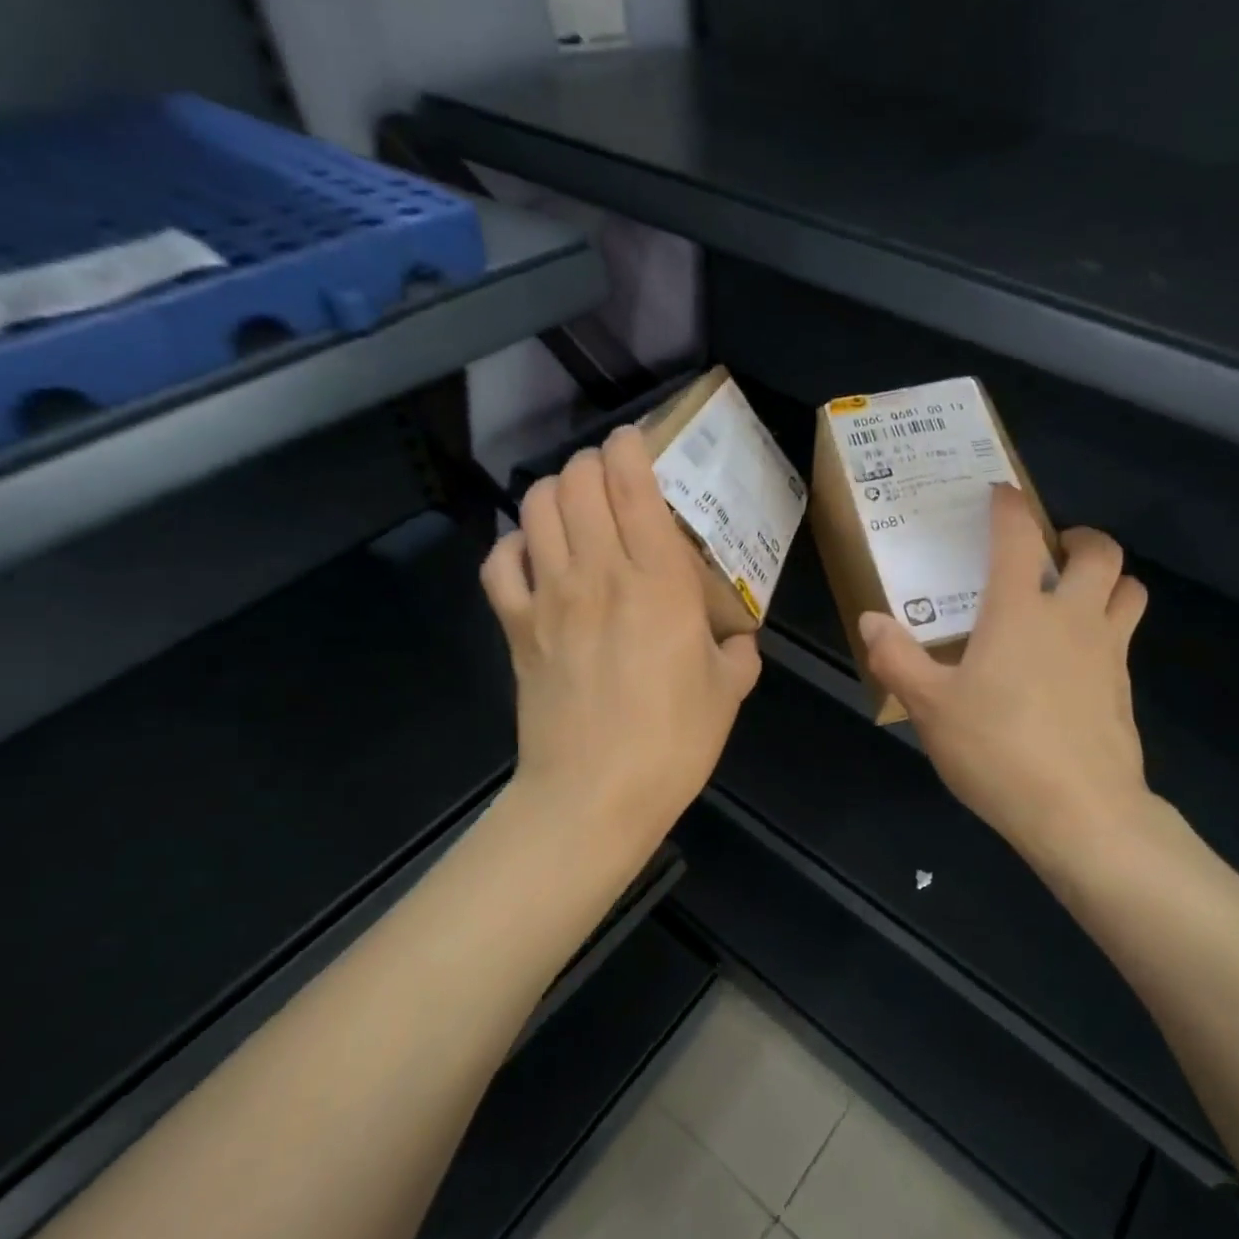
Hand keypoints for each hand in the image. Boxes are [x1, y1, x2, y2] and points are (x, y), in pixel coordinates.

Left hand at [481, 426, 761, 858]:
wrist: (595, 794)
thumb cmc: (673, 741)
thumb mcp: (727, 693)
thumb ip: (738, 653)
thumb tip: (739, 640)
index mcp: (659, 582)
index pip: (632, 484)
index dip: (629, 448)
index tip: (637, 444)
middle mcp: (599, 573)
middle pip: (576, 481)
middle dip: (591, 464)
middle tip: (610, 480)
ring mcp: (549, 597)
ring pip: (534, 507)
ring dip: (553, 492)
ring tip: (573, 507)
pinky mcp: (516, 627)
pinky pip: (499, 562)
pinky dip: (514, 545)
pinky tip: (534, 556)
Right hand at [859, 485, 1152, 876]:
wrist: (1080, 812)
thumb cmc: (998, 749)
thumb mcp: (930, 707)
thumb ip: (897, 658)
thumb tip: (871, 620)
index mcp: (1020, 611)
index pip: (1019, 536)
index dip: (1008, 506)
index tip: (998, 495)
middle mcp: (1072, 617)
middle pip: (1101, 552)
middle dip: (1079, 538)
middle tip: (1051, 552)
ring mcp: (1107, 652)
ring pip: (1129, 590)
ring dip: (1107, 579)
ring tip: (1073, 596)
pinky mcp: (1124, 688)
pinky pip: (1124, 636)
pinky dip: (1106, 627)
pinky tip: (1075, 660)